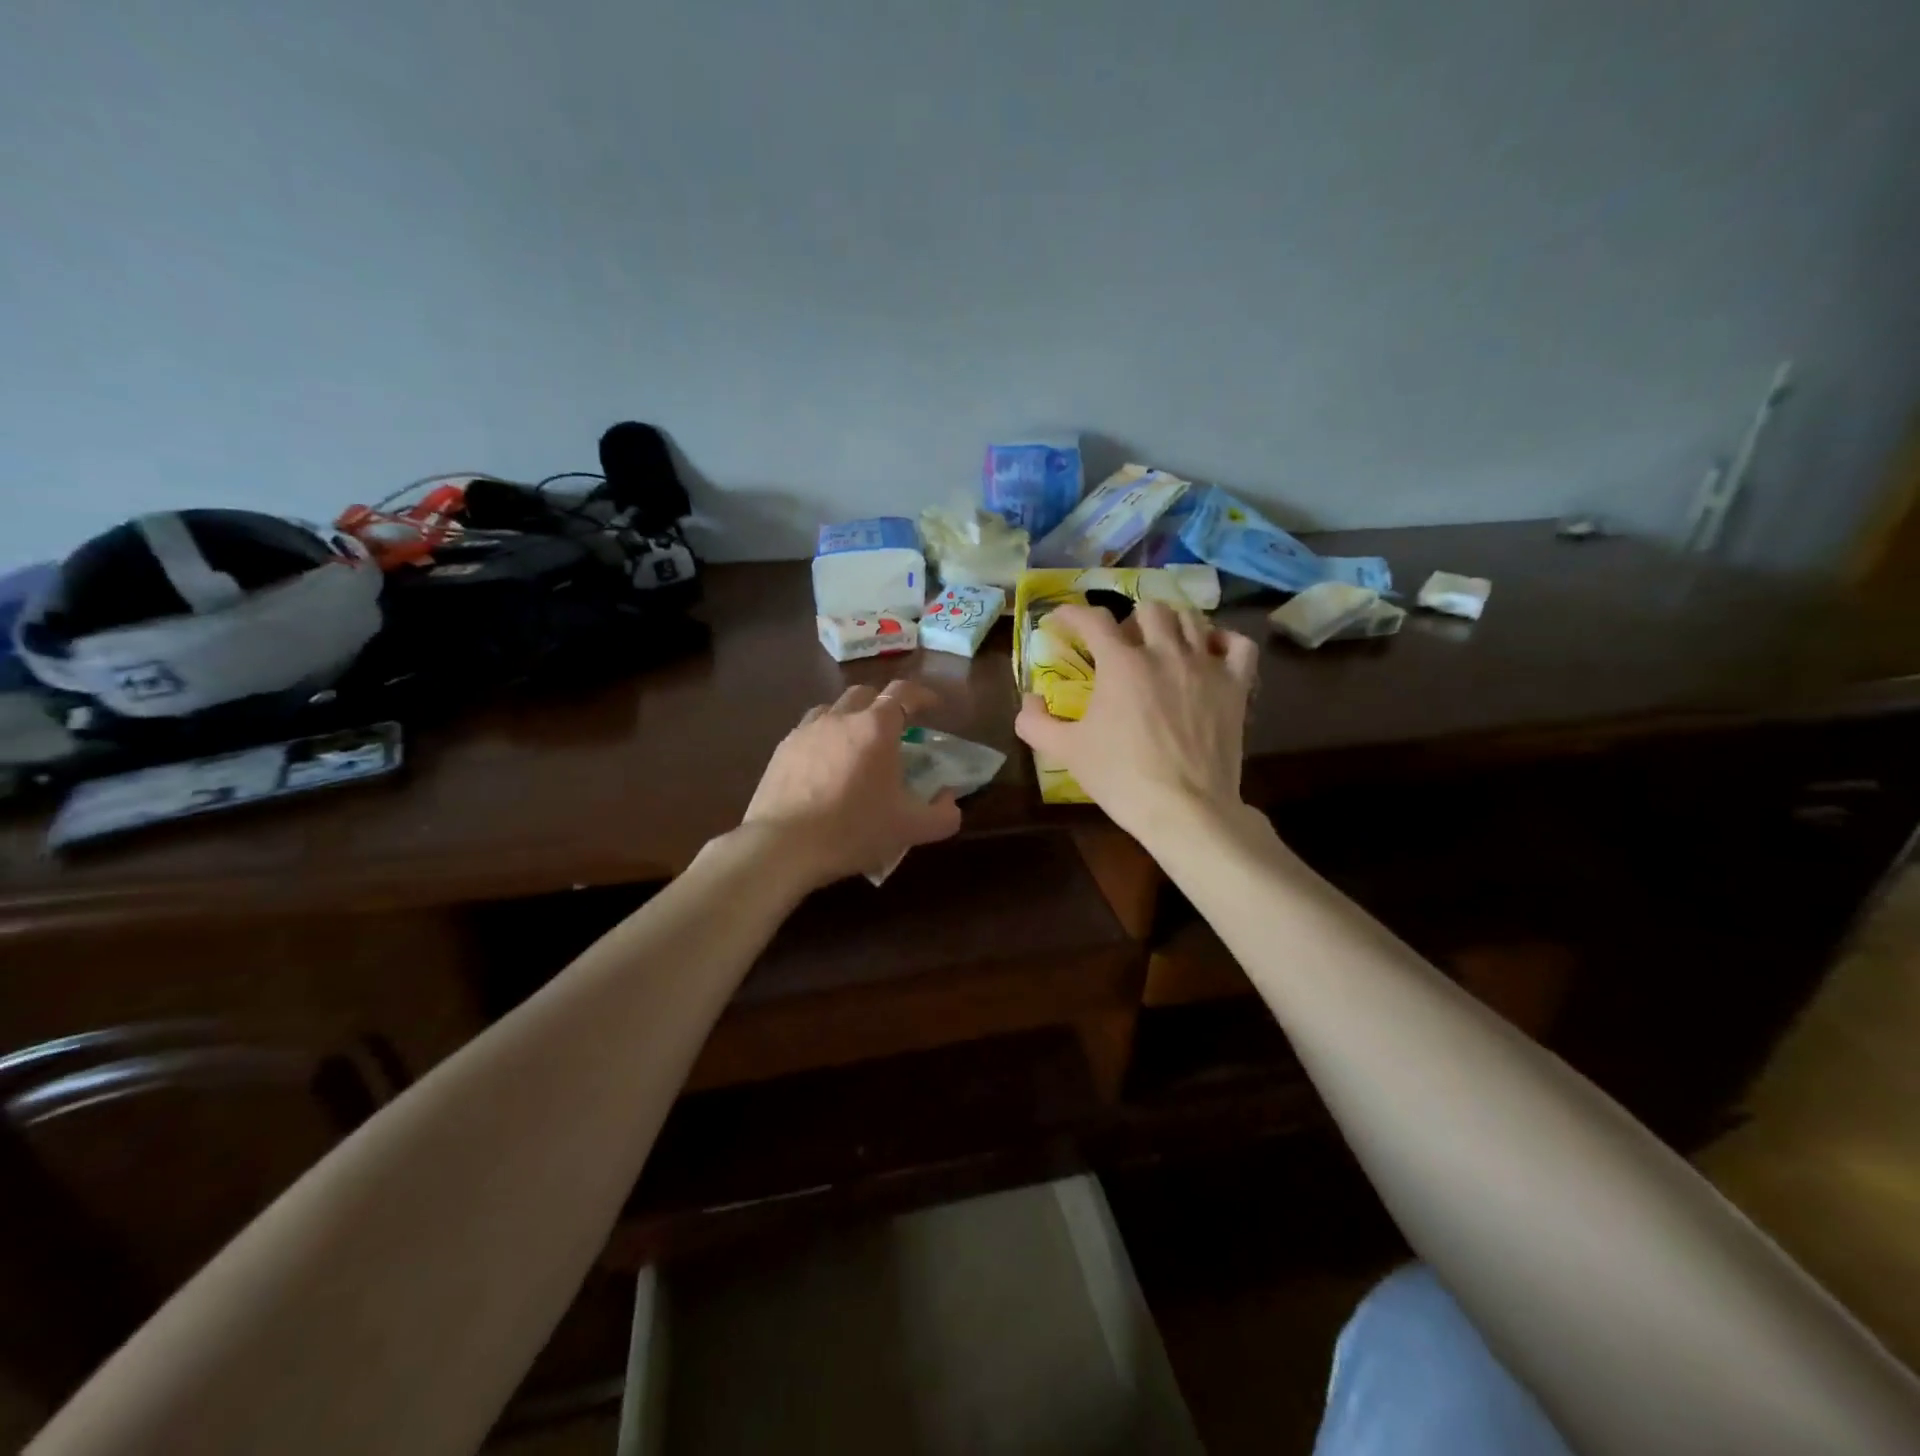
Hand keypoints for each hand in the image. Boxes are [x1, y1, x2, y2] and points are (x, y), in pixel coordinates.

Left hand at [743, 680, 962, 890]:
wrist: (783, 846)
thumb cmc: (852, 831)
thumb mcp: (910, 830)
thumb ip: (942, 814)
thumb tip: (950, 800)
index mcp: (876, 728)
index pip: (903, 692)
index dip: (922, 695)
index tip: (933, 706)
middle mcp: (841, 718)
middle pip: (866, 693)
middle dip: (885, 703)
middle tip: (896, 728)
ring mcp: (807, 730)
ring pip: (834, 708)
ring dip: (852, 716)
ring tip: (858, 742)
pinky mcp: (782, 748)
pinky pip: (809, 729)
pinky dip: (825, 736)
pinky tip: (826, 762)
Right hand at [1015, 602, 1258, 841]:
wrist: (1185, 809)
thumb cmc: (1122, 778)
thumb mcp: (1067, 752)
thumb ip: (1036, 722)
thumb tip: (1027, 700)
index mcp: (1121, 663)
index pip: (1093, 619)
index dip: (1072, 613)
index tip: (1061, 620)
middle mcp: (1165, 652)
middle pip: (1149, 609)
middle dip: (1129, 620)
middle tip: (1120, 643)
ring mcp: (1205, 665)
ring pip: (1191, 618)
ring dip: (1171, 623)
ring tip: (1161, 641)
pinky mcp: (1236, 685)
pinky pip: (1238, 644)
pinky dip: (1222, 640)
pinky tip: (1209, 652)